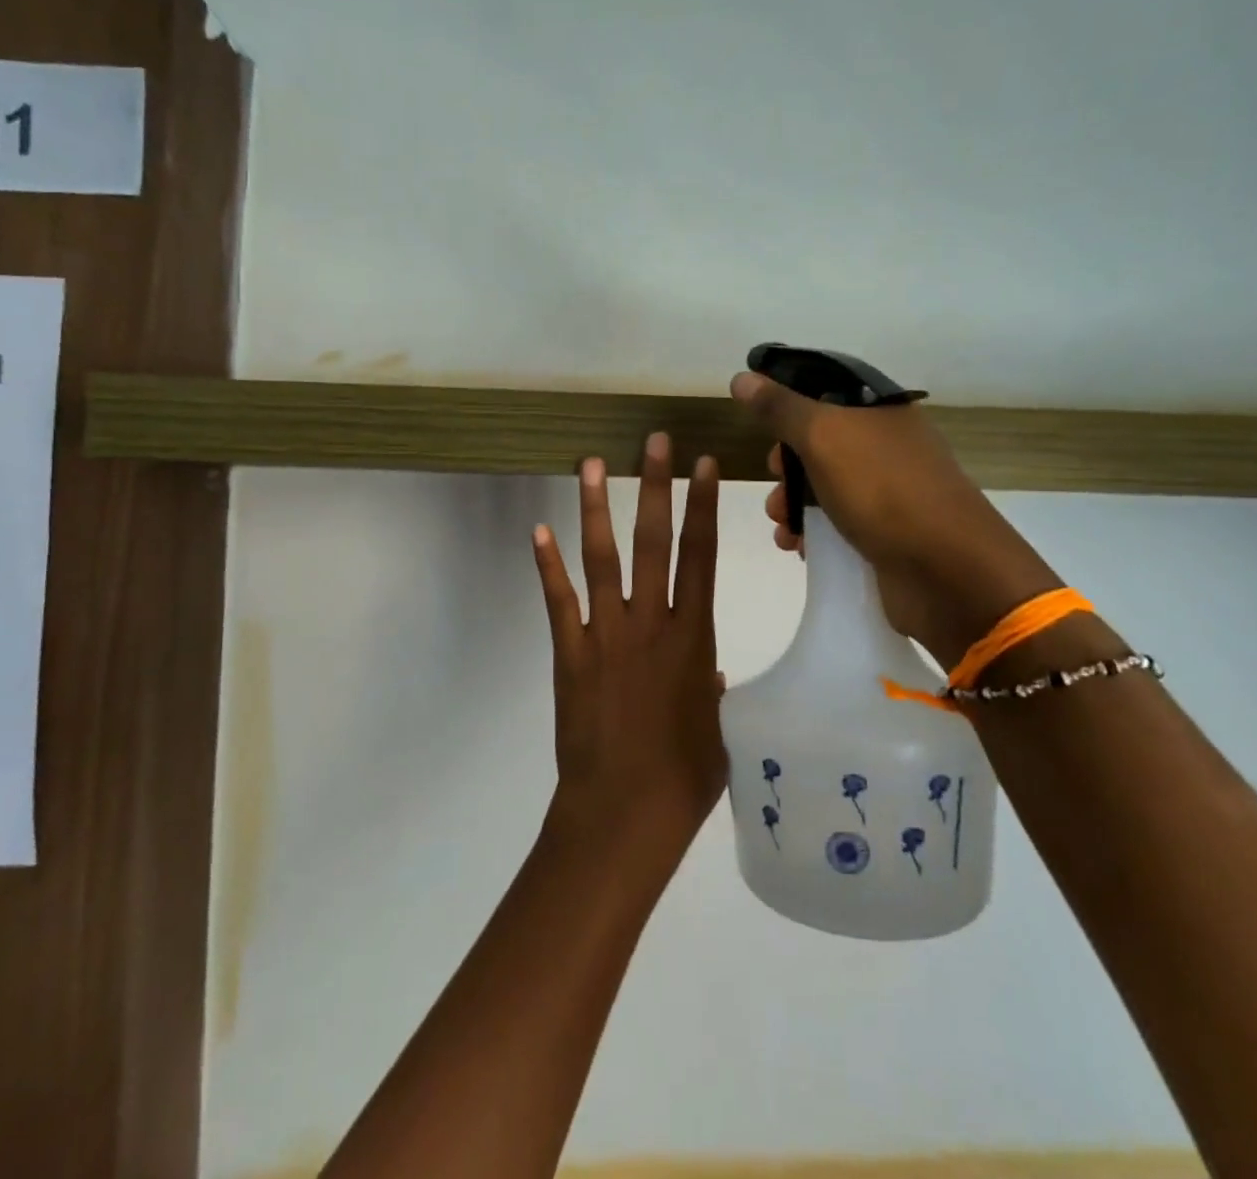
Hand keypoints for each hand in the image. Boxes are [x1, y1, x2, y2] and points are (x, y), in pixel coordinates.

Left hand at [531, 433, 724, 867]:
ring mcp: (606, 636)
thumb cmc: (684, 778)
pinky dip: (548, 566)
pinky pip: (559, 601)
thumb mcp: (718, 730)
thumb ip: (711, 692)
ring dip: (597, 509)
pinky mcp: (569, 654)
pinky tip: (539, 531)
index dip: (703, 506)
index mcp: (693, 638)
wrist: (624, 815)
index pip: (701, 556)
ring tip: (591, 464)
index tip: (704, 465)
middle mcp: (650, 624)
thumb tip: (708, 674)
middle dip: (656, 486)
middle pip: (654, 542)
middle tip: (654, 441)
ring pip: (602, 559)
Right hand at [729, 371, 1062, 666]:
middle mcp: (888, 448)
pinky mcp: (885, 536)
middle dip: (786, 466)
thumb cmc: (883, 490)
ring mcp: (889, 494)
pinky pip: (837, 526)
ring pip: (824, 489)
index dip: (790, 407)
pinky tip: (797, 548)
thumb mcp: (824, 437)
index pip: (826, 394)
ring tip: (781, 527)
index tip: (762, 428)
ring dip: (792, 506)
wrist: (947, 572)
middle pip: (821, 445)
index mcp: (881, 413)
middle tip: (774, 481)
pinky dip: (812, 535)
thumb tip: (742, 377)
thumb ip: (780, 408)